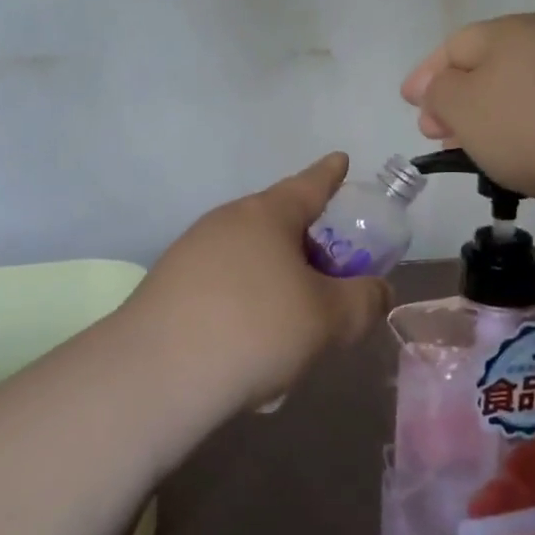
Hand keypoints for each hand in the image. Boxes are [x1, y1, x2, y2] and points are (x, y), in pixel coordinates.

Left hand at [127, 154, 391, 410]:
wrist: (157, 374)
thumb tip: (377, 290)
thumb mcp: (329, 318)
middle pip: (277, 225)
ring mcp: (190, 253)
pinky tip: (249, 350)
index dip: (330, 174)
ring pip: (250, 261)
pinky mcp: (168, 287)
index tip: (340, 160)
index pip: (309, 184)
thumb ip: (364, 300)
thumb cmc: (256, 328)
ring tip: (291, 333)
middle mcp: (225, 222)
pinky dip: (245, 308)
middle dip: (306, 249)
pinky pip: (222, 288)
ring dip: (276, 285)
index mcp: (266, 215)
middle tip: (329, 283)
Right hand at [401, 14, 534, 227]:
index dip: (426, 75)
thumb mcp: (462, 105)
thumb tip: (440, 88)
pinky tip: (518, 159)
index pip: (454, 46)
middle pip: (488, 68)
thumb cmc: (527, 124)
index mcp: (510, 31)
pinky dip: (523, 131)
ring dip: (488, 119)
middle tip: (436, 131)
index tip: (409, 104)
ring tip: (472, 151)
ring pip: (518, 93)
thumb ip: (439, 92)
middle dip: (455, 100)